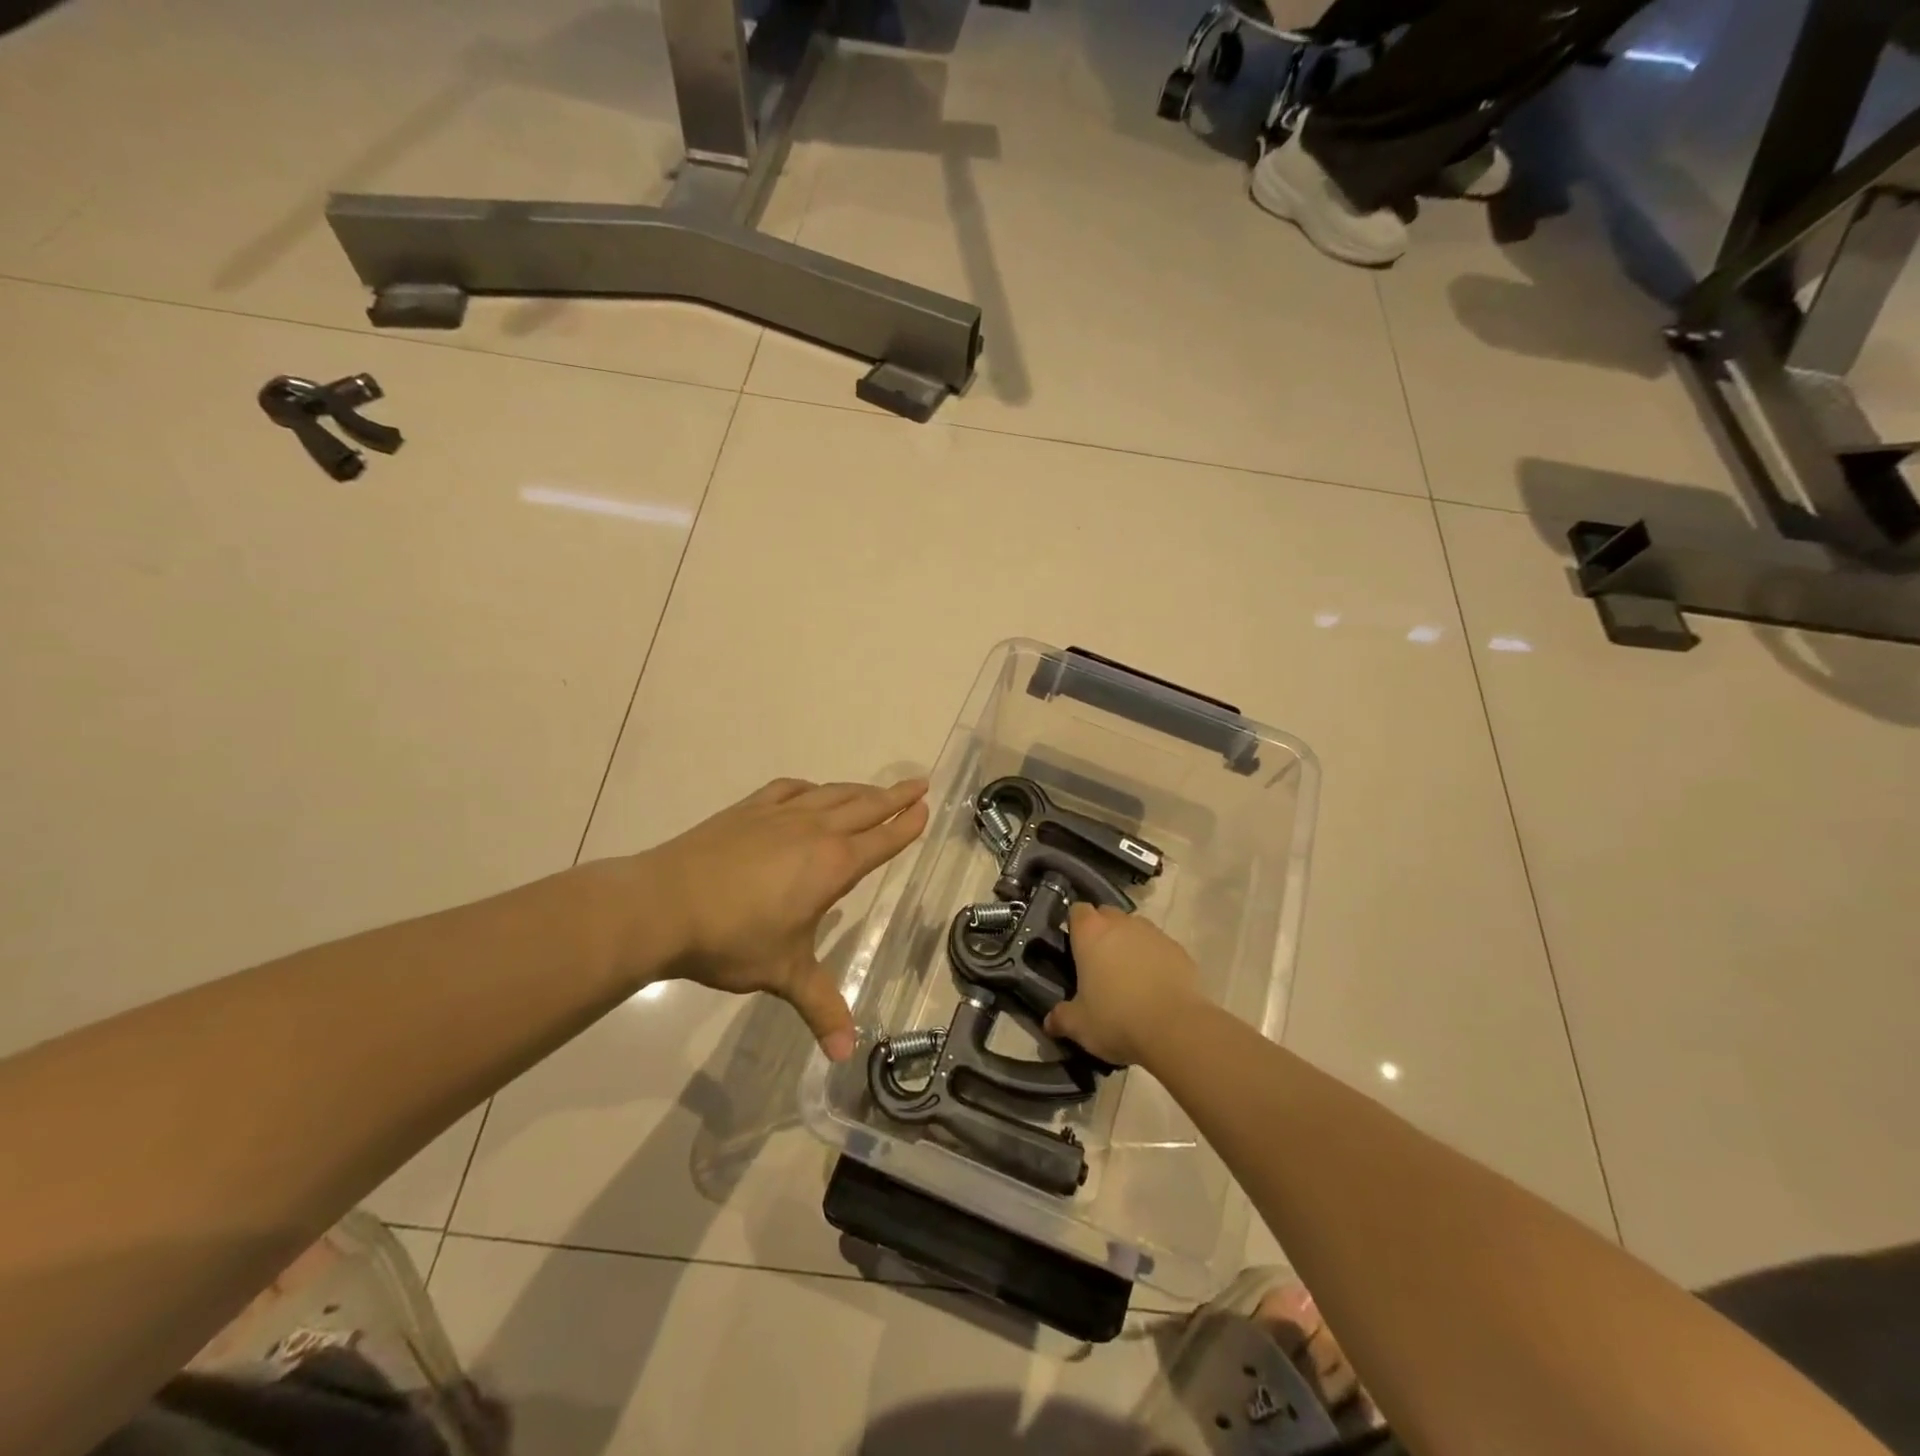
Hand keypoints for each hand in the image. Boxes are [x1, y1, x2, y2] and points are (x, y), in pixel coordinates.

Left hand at [643, 777, 928, 1059]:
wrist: (663, 905)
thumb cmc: (733, 940)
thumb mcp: (784, 974)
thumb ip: (820, 1007)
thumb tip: (845, 1055)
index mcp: (833, 865)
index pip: (882, 840)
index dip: (906, 825)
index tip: (925, 808)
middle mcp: (814, 831)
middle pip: (865, 806)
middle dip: (895, 796)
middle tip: (919, 784)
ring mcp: (779, 816)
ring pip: (830, 794)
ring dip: (858, 790)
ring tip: (874, 789)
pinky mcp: (747, 811)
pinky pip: (788, 789)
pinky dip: (809, 788)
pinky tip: (810, 791)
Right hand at [1044, 904, 1201, 1066]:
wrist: (1176, 1028)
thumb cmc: (1116, 1019)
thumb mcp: (1079, 1025)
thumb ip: (1061, 1018)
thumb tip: (1049, 1022)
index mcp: (1091, 933)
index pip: (1077, 910)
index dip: (1075, 925)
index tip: (1073, 945)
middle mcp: (1121, 924)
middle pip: (1107, 915)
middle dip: (1101, 931)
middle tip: (1098, 962)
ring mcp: (1153, 933)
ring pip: (1135, 928)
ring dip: (1129, 943)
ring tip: (1128, 975)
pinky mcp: (1178, 949)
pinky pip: (1159, 946)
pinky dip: (1154, 958)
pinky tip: (1154, 985)